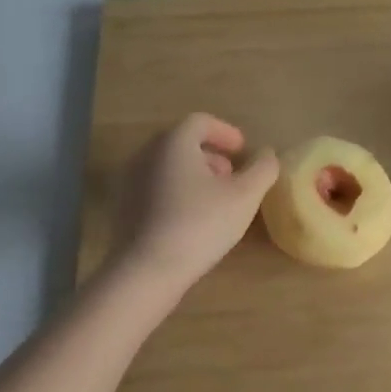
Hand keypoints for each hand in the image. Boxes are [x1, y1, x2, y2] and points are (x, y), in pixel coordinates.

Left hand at [107, 113, 278, 292]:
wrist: (147, 269)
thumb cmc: (200, 224)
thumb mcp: (245, 196)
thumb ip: (263, 169)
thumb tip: (266, 154)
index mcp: (174, 143)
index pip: (200, 122)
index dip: (226, 132)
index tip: (243, 151)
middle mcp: (146, 154)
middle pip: (181, 143)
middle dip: (211, 155)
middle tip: (232, 176)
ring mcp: (130, 181)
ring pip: (167, 166)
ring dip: (194, 175)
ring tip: (215, 200)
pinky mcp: (123, 208)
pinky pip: (155, 188)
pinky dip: (176, 192)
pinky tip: (191, 219)